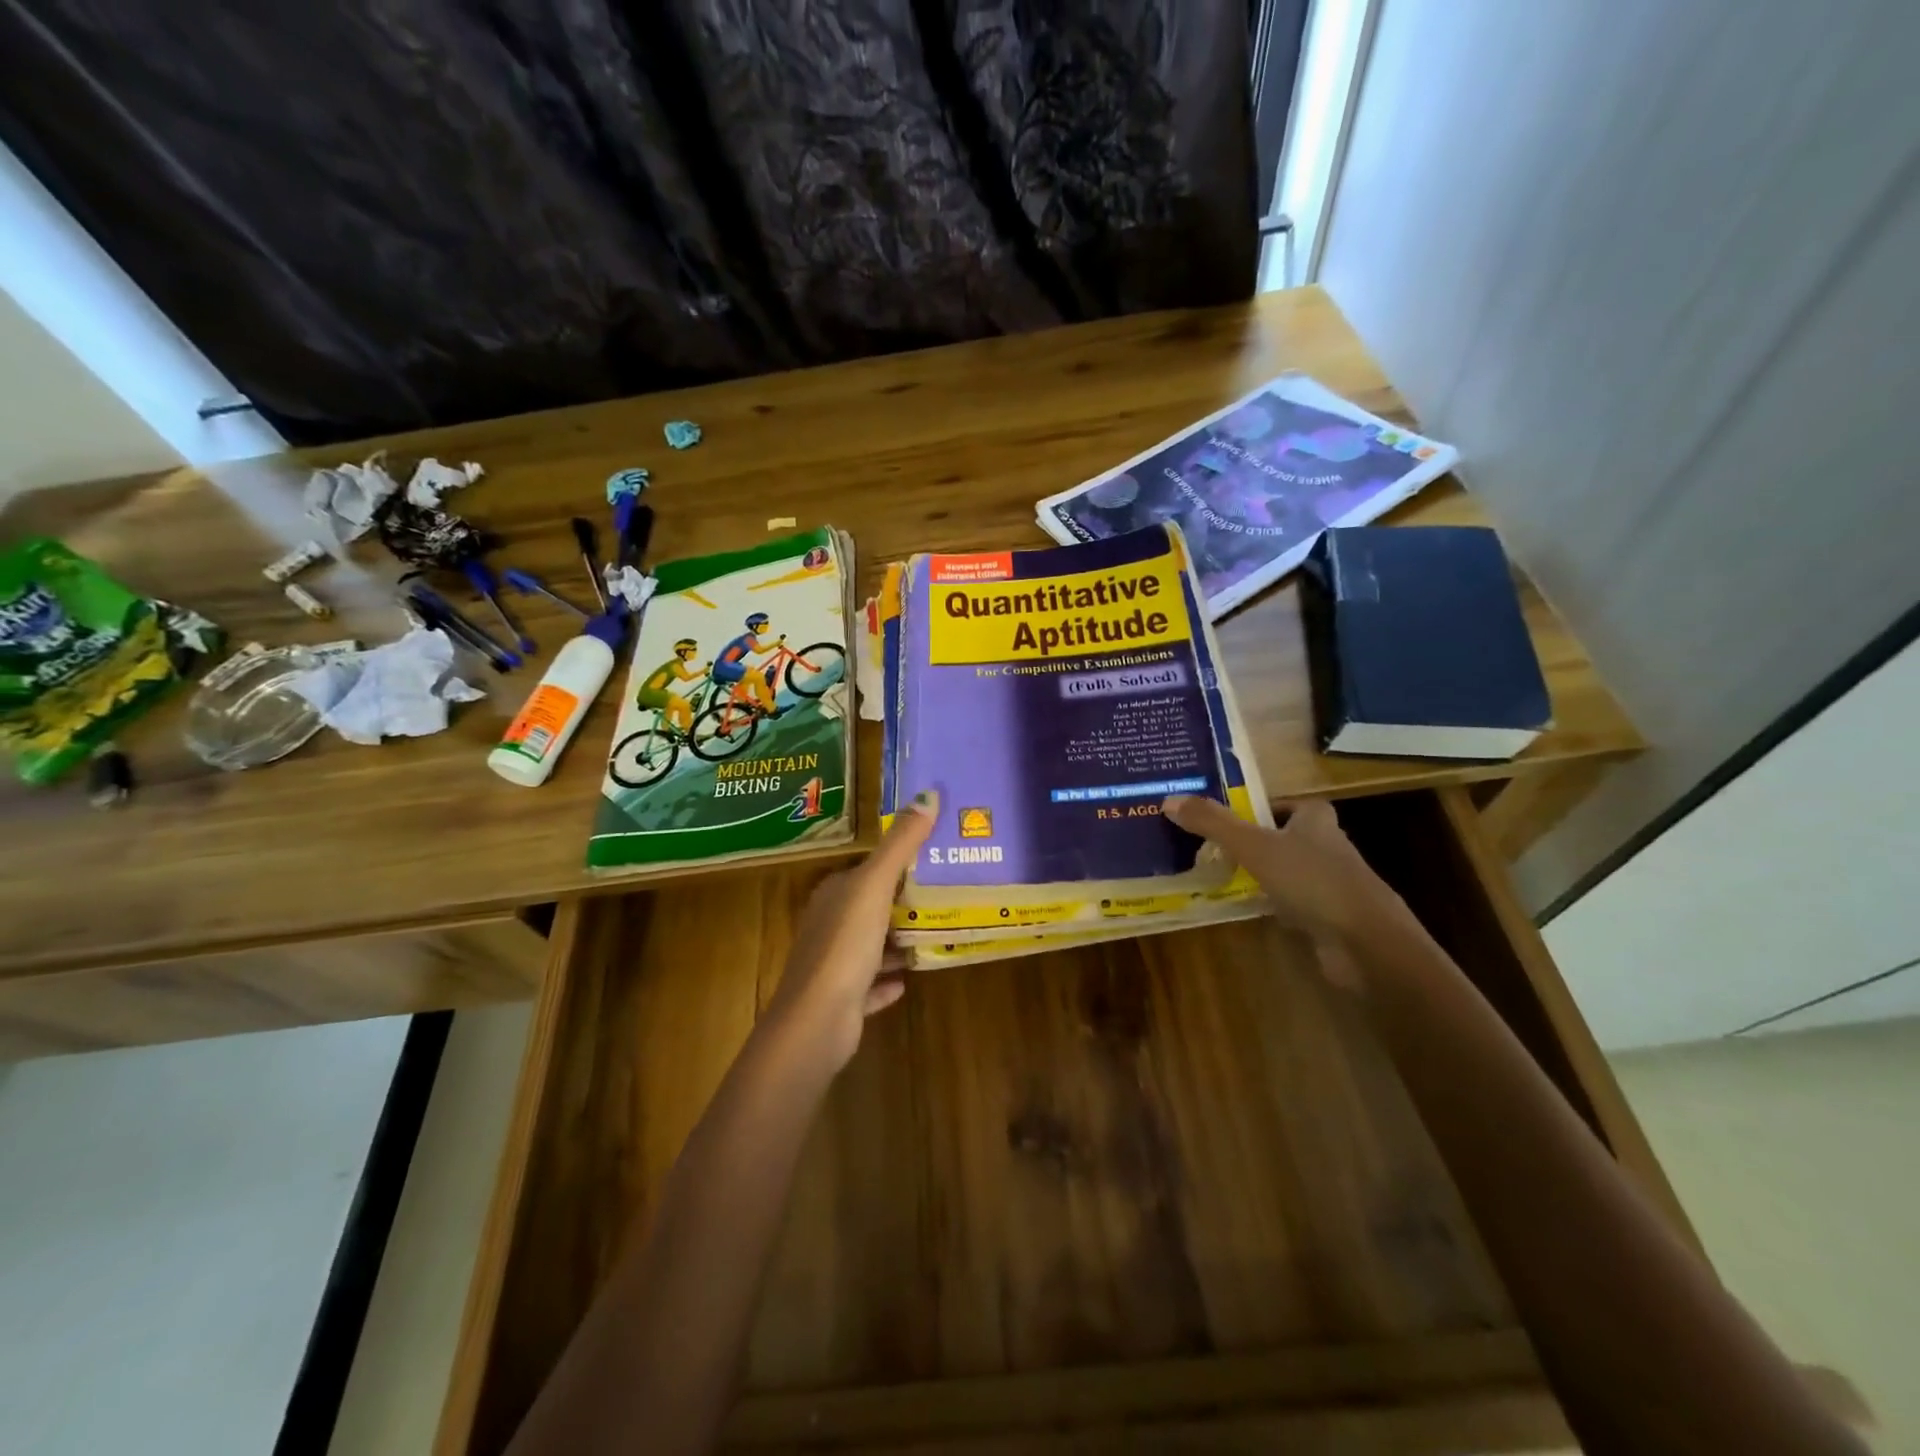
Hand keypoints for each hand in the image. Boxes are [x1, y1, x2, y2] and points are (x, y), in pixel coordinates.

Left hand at [764, 792, 937, 1073]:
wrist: (817, 1020)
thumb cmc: (845, 944)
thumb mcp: (875, 885)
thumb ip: (901, 843)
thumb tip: (928, 794)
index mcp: (834, 893)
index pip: (866, 869)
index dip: (897, 863)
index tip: (934, 859)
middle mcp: (829, 924)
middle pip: (870, 906)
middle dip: (902, 902)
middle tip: (947, 895)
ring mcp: (833, 964)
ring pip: (871, 945)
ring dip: (896, 941)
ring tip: (935, 933)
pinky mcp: (842, 1000)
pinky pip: (870, 984)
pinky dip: (887, 980)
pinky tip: (908, 978)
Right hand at [1162, 795, 1417, 954]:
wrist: (1366, 943)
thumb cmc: (1312, 880)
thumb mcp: (1254, 846)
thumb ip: (1213, 823)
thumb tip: (1168, 800)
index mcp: (1316, 820)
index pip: (1286, 803)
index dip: (1259, 807)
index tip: (1226, 816)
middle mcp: (1328, 847)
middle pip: (1285, 836)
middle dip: (1254, 841)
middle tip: (1212, 846)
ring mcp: (1332, 885)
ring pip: (1288, 872)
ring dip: (1260, 875)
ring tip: (1219, 876)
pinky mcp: (1330, 918)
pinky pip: (1292, 904)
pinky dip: (1271, 905)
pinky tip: (1245, 910)